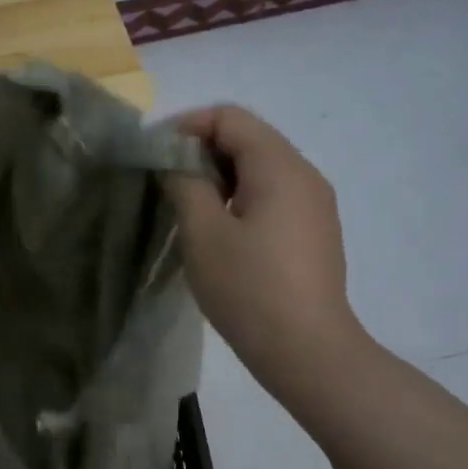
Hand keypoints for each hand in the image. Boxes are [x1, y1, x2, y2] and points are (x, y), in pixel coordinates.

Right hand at [163, 106, 367, 390]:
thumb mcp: (202, 232)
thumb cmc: (248, 287)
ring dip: (219, 175)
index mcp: (280, 167)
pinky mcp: (313, 231)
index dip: (187, 125)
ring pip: (260, 168)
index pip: (230, 118)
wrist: (306, 350)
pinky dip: (239, 196)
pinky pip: (272, 194)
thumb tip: (175, 161)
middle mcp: (304, 175)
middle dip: (201, 150)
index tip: (153, 154)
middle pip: (248, 138)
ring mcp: (314, 204)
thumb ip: (184, 183)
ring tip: (186, 206)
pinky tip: (218, 229)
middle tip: (164, 180)